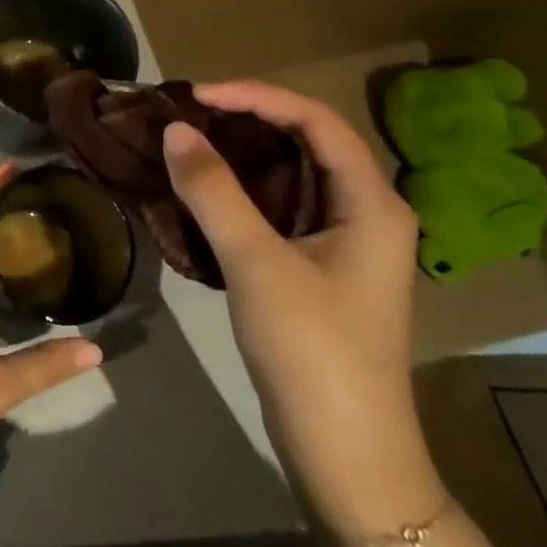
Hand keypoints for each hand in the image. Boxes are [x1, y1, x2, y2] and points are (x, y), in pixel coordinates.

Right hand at [162, 82, 443, 536]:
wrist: (346, 451)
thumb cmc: (311, 349)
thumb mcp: (256, 262)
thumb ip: (214, 190)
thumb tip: (176, 130)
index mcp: (371, 202)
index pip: (315, 120)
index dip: (256, 96)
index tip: (197, 95)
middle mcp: (366, 213)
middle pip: (307, 142)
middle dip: (247, 119)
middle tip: (186, 114)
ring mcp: (345, 244)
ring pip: (292, 176)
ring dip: (242, 154)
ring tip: (188, 143)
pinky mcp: (320, 269)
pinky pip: (280, 208)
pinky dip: (242, 190)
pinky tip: (203, 193)